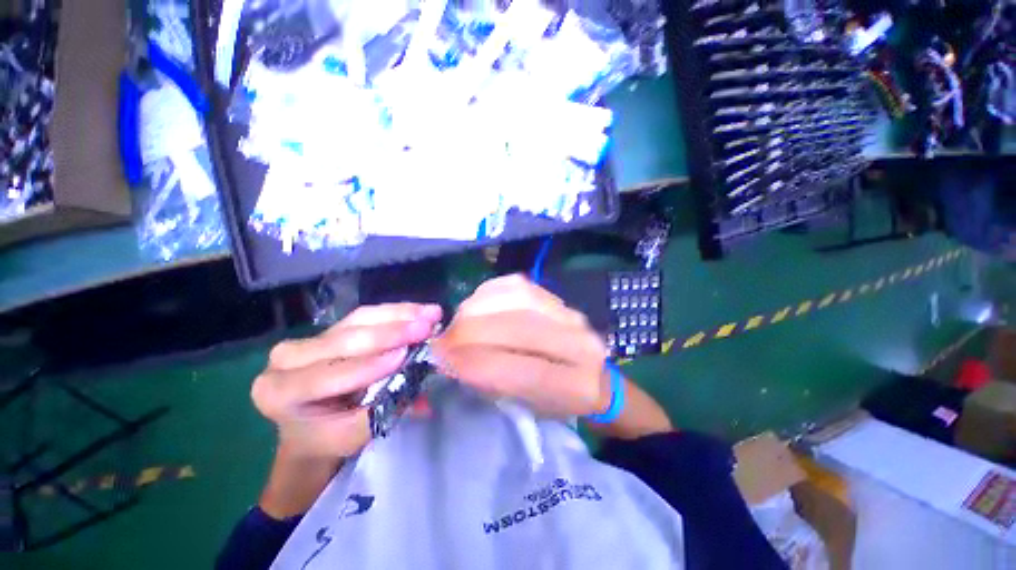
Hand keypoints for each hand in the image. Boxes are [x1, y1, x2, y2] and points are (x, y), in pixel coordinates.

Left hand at [251, 303, 442, 460]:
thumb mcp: (353, 435)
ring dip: (400, 315)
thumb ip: (381, 408)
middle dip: (391, 333)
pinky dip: (397, 312)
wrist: (312, 427)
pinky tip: (419, 310)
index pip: (326, 375)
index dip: (367, 366)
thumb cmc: (329, 437)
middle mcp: (286, 358)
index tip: (404, 355)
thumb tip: (415, 377)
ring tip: (431, 313)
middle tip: (426, 326)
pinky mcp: (332, 327)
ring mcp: (310, 337)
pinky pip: (366, 315)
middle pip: (344, 339)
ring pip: (359, 320)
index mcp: (278, 392)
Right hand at [434, 275, 610, 417]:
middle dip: (469, 333)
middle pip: (518, 327)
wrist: (590, 375)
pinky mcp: (555, 296)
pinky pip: (515, 285)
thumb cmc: (556, 401)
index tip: (441, 360)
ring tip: (458, 323)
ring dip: (476, 310)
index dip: (476, 364)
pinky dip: (488, 294)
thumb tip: (452, 357)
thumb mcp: (525, 405)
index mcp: (578, 386)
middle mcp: (581, 342)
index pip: (523, 371)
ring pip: (515, 299)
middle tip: (442, 341)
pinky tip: (477, 305)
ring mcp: (570, 313)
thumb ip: (493, 381)